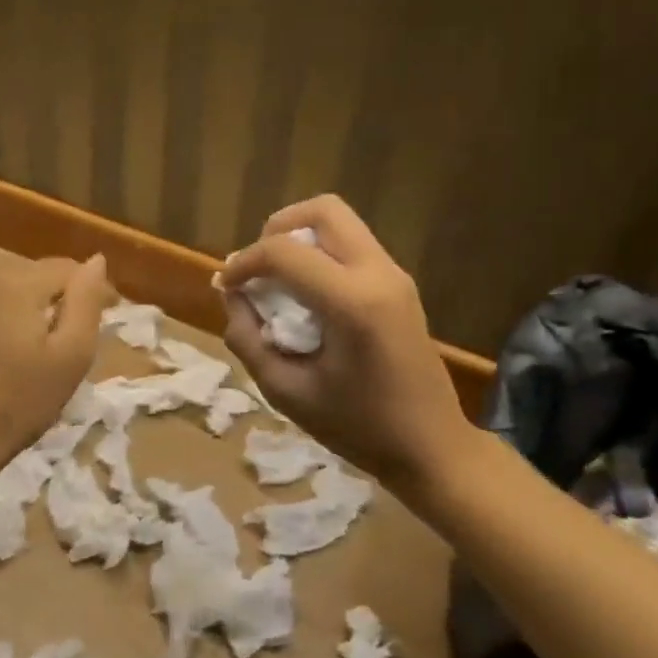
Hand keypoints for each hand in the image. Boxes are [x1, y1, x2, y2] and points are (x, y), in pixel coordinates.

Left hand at [0, 254, 111, 465]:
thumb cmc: (20, 400)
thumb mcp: (71, 354)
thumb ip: (86, 302)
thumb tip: (96, 261)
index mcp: (16, 283)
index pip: (67, 268)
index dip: (93, 288)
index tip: (110, 314)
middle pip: (36, 276)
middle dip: (62, 297)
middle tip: (79, 336)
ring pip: (10, 290)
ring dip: (33, 308)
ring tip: (47, 345)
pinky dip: (5, 320)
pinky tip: (10, 352)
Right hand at [219, 196, 472, 490]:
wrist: (433, 448)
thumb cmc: (359, 428)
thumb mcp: (287, 392)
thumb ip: (248, 339)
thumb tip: (232, 297)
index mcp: (352, 302)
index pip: (284, 251)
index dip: (244, 262)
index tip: (225, 286)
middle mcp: (378, 274)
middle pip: (323, 210)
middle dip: (277, 229)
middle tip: (258, 268)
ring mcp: (395, 275)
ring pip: (340, 223)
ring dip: (301, 239)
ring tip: (278, 280)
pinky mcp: (400, 285)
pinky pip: (352, 246)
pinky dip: (320, 254)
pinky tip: (305, 295)